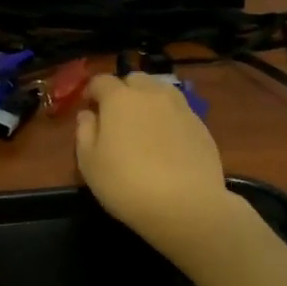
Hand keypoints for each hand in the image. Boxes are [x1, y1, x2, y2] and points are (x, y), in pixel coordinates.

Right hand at [76, 73, 243, 258]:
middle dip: (123, 91)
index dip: (92, 91)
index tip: (89, 106)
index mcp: (120, 98)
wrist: (186, 205)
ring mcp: (181, 108)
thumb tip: (88, 114)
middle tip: (117, 116)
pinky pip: (179, 112)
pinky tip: (167, 143)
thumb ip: (85, 132)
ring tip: (144, 126)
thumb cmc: (126, 184)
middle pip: (135, 80)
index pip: (102, 80)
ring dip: (148, 100)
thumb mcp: (89, 163)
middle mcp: (152, 94)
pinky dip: (169, 118)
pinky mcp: (201, 126)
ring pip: (161, 91)